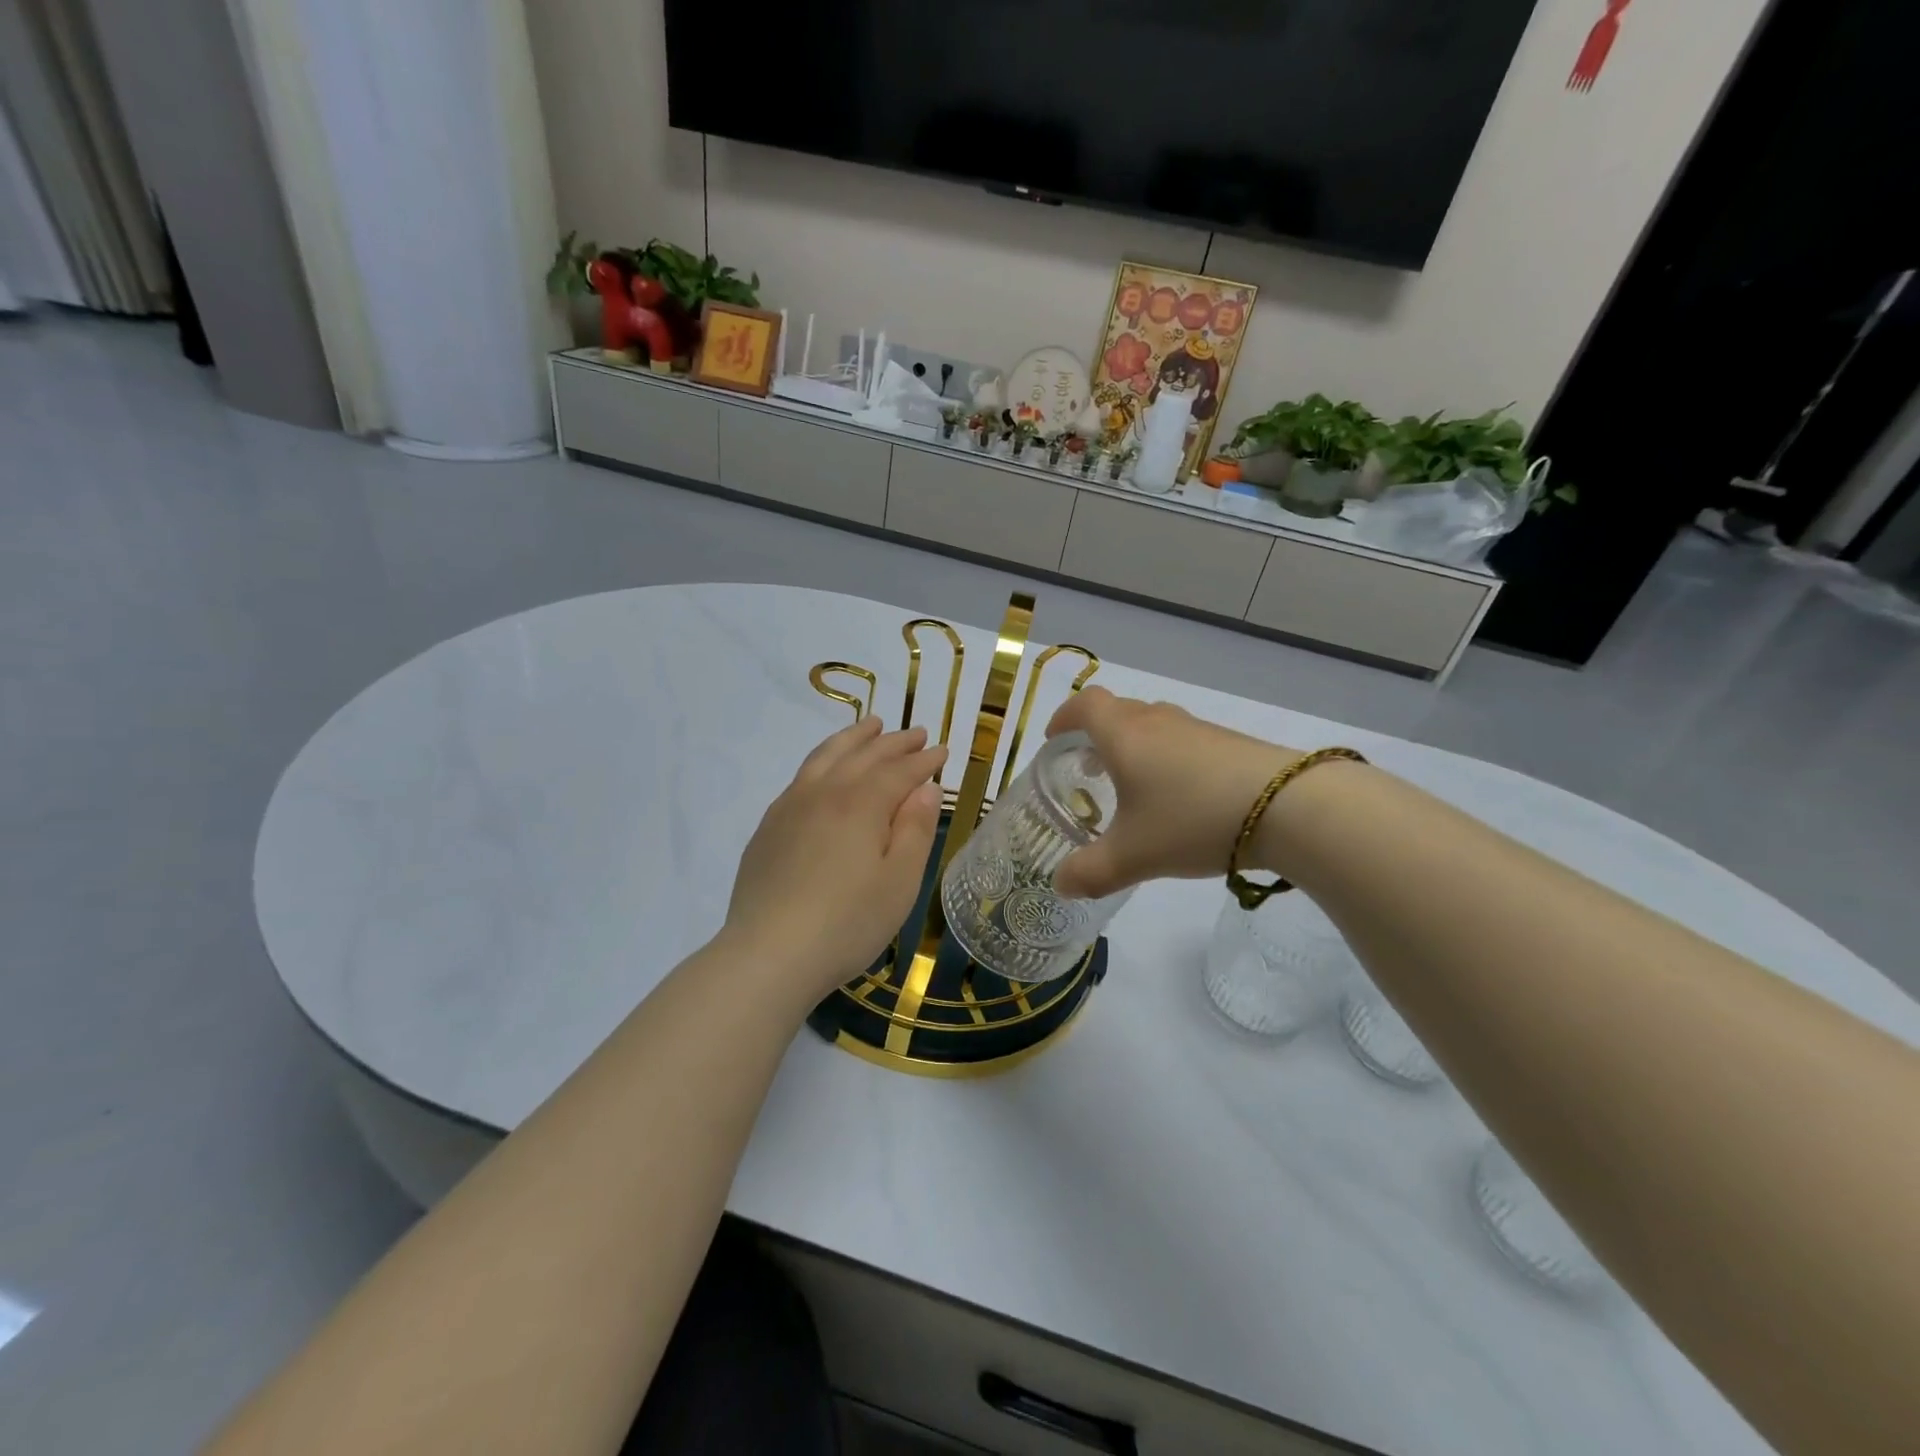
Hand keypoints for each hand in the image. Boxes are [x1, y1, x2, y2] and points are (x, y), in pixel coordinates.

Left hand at [725, 717, 947, 1001]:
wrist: (768, 954)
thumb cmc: (847, 923)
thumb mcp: (899, 882)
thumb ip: (914, 830)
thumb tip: (926, 789)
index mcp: (861, 804)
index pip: (899, 770)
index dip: (924, 760)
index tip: (943, 751)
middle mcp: (824, 792)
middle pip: (864, 755)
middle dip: (895, 742)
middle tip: (917, 733)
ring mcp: (790, 806)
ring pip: (826, 756)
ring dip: (854, 738)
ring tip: (872, 725)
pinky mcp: (769, 826)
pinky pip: (801, 776)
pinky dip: (823, 759)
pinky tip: (826, 769)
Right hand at [1045, 687, 1296, 898]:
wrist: (1288, 807)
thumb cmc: (1192, 820)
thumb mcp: (1133, 856)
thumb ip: (1090, 872)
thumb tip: (1061, 885)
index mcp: (1124, 735)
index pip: (1084, 705)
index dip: (1064, 717)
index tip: (1053, 740)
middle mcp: (1157, 721)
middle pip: (1118, 712)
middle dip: (1096, 736)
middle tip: (1087, 769)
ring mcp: (1197, 729)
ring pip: (1152, 725)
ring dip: (1133, 747)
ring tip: (1132, 786)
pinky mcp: (1228, 743)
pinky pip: (1182, 741)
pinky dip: (1166, 758)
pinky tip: (1179, 797)